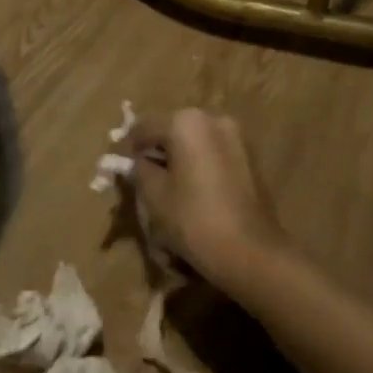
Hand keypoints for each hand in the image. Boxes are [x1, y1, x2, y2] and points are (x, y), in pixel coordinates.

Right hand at [126, 108, 290, 293]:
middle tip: (143, 181)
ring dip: (179, 161)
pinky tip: (193, 195)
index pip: (144, 128)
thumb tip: (137, 162)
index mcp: (186, 122)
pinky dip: (200, 168)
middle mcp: (214, 120)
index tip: (120, 171)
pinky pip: (214, 156)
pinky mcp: (251, 159)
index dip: (128, 150)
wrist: (251, 252)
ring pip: (194, 144)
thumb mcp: (153, 195)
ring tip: (168, 191)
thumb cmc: (194, 219)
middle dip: (156, 153)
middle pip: (172, 132)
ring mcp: (237, 138)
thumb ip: (139, 170)